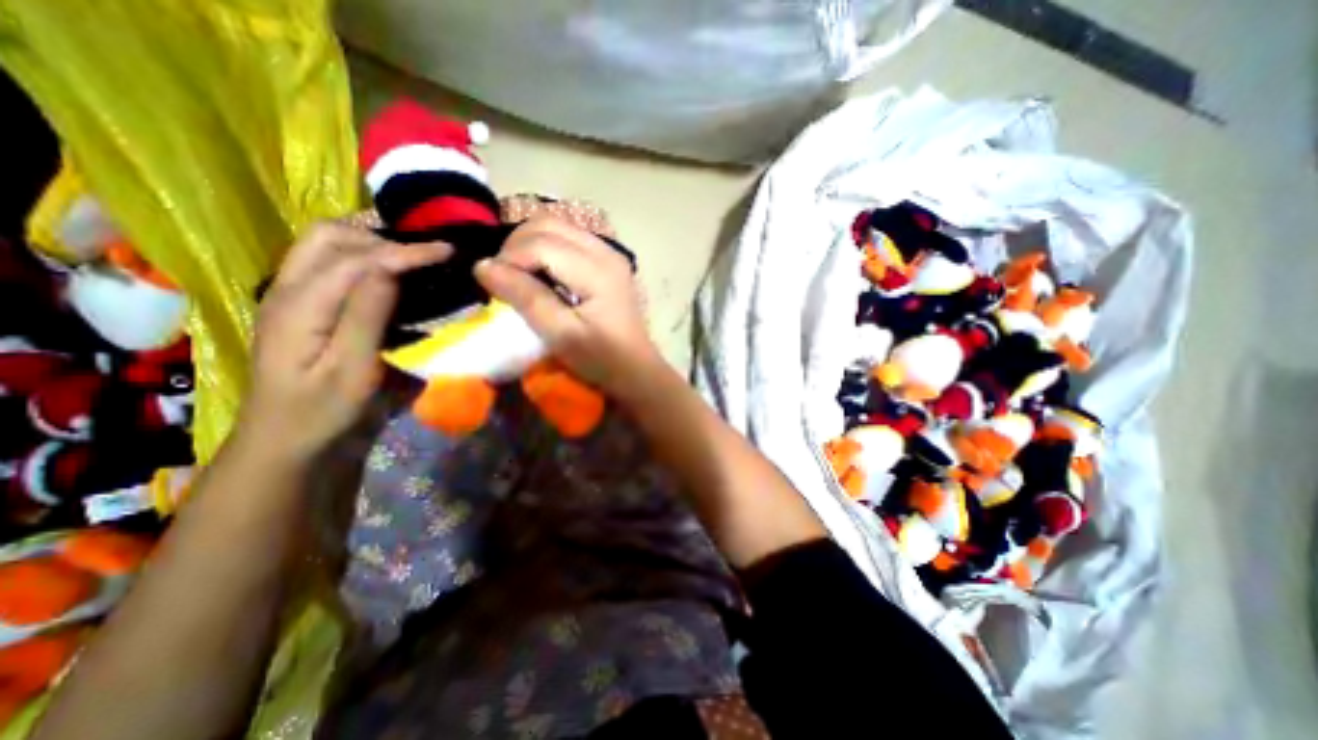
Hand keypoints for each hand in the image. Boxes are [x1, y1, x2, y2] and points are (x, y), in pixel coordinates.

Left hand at [231, 222, 447, 458]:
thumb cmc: (324, 412)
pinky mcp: (303, 308)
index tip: (446, 251)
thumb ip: (366, 316)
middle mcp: (287, 289)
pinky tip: (389, 275)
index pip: (356, 259)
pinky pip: (330, 264)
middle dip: (381, 236)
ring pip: (326, 245)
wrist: (285, 441)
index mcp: (300, 306)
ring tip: (411, 257)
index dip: (404, 251)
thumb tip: (391, 270)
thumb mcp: (353, 370)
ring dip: (370, 242)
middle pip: (328, 236)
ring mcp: (290, 296)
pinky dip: (363, 258)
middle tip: (425, 252)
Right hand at [474, 216, 663, 403]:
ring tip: (518, 275)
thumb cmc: (600, 358)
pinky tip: (541, 274)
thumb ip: (525, 298)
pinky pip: (568, 240)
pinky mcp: (607, 262)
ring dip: (530, 244)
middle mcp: (606, 251)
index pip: (541, 243)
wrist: (635, 369)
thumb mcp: (561, 334)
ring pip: (558, 227)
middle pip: (549, 224)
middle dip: (517, 245)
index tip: (491, 284)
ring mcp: (609, 254)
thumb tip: (483, 267)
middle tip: (503, 277)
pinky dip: (546, 249)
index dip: (509, 258)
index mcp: (597, 269)